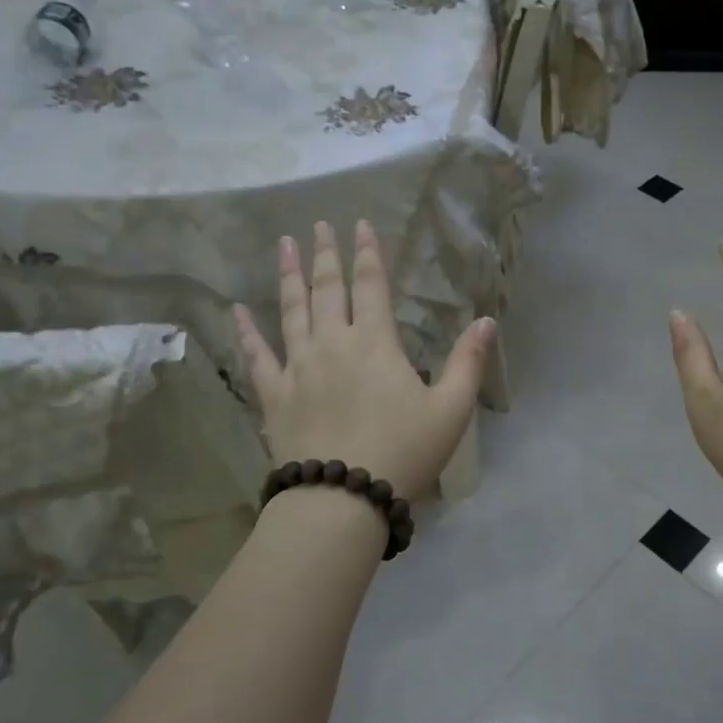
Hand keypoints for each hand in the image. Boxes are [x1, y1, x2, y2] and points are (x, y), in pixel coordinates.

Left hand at [234, 220, 493, 502]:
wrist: (342, 497)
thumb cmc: (404, 452)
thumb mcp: (451, 410)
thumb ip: (468, 362)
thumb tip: (486, 320)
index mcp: (375, 343)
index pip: (371, 285)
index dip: (368, 254)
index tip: (360, 225)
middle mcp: (332, 343)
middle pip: (328, 289)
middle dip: (326, 255)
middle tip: (320, 226)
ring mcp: (298, 367)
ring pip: (291, 311)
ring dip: (289, 276)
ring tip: (285, 246)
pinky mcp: (274, 394)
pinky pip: (257, 355)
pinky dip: (246, 331)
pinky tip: (236, 311)